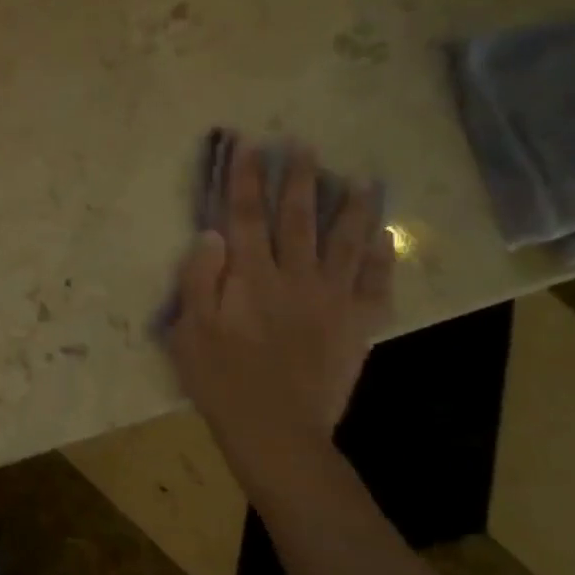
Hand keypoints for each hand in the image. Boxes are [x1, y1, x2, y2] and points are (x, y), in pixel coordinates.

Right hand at [167, 140, 394, 464]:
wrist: (276, 430)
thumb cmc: (221, 380)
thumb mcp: (190, 330)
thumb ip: (199, 279)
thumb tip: (212, 233)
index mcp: (251, 277)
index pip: (245, 216)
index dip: (247, 179)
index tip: (251, 145)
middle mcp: (295, 278)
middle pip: (297, 218)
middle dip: (299, 179)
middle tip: (305, 145)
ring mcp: (332, 300)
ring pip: (345, 242)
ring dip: (352, 207)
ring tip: (361, 179)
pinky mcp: (357, 325)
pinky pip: (376, 284)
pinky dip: (383, 258)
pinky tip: (385, 237)